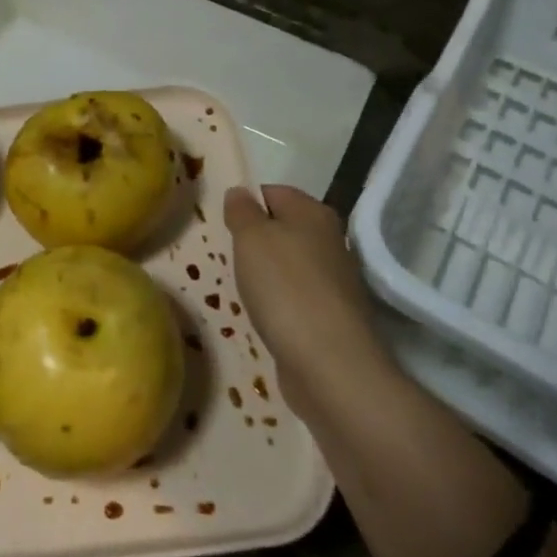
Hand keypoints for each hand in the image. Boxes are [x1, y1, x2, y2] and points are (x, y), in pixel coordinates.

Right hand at [223, 185, 377, 401]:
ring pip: (290, 265)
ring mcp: (335, 281)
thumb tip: (240, 192)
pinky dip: (278, 304)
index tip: (222, 224)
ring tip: (240, 289)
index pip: (273, 191)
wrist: (330, 365)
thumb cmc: (285, 288)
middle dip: (254, 240)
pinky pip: (296, 298)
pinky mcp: (333, 317)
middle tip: (226, 256)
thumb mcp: (251, 238)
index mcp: (314, 212)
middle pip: (284, 229)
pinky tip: (264, 317)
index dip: (246, 202)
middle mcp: (330, 241)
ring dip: (266, 275)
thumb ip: (242, 211)